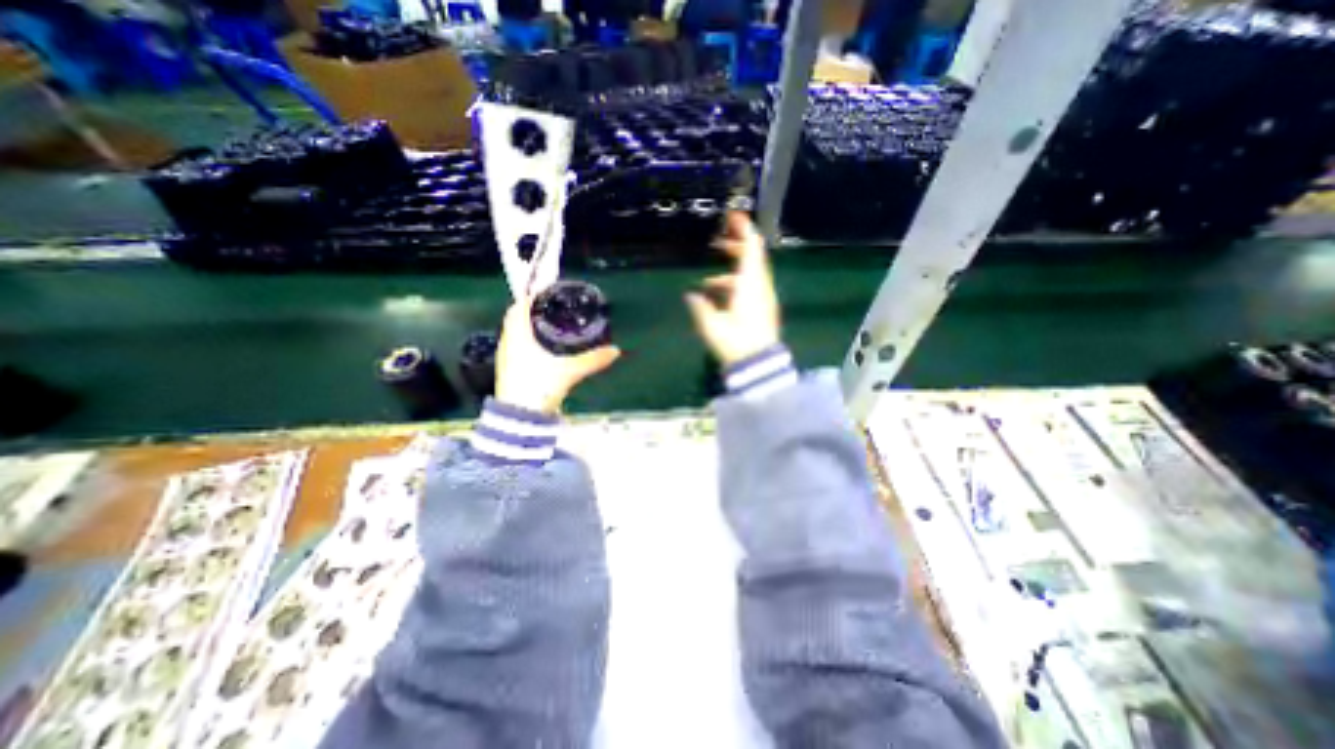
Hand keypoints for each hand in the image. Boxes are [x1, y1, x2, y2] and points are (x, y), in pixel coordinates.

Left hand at [495, 296, 619, 415]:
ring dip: (528, 325)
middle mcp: (508, 344)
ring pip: (516, 334)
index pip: (518, 307)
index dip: (529, 296)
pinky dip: (529, 341)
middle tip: (552, 306)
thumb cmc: (538, 388)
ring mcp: (507, 359)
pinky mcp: (511, 371)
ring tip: (549, 323)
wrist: (520, 419)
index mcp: (517, 337)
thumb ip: (592, 360)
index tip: (544, 291)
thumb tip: (616, 351)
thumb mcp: (568, 371)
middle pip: (516, 319)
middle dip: (531, 310)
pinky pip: (518, 347)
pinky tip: (544, 347)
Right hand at [683, 212, 778, 366]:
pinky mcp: (763, 309)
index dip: (744, 230)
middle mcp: (760, 287)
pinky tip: (718, 297)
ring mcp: (764, 298)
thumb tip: (692, 295)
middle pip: (753, 258)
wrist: (759, 365)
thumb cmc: (736, 343)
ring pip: (751, 273)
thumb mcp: (712, 326)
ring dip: (733, 269)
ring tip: (709, 278)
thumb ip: (701, 308)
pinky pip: (750, 287)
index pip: (752, 248)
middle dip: (736, 246)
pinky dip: (736, 284)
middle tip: (717, 242)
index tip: (733, 216)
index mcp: (750, 285)